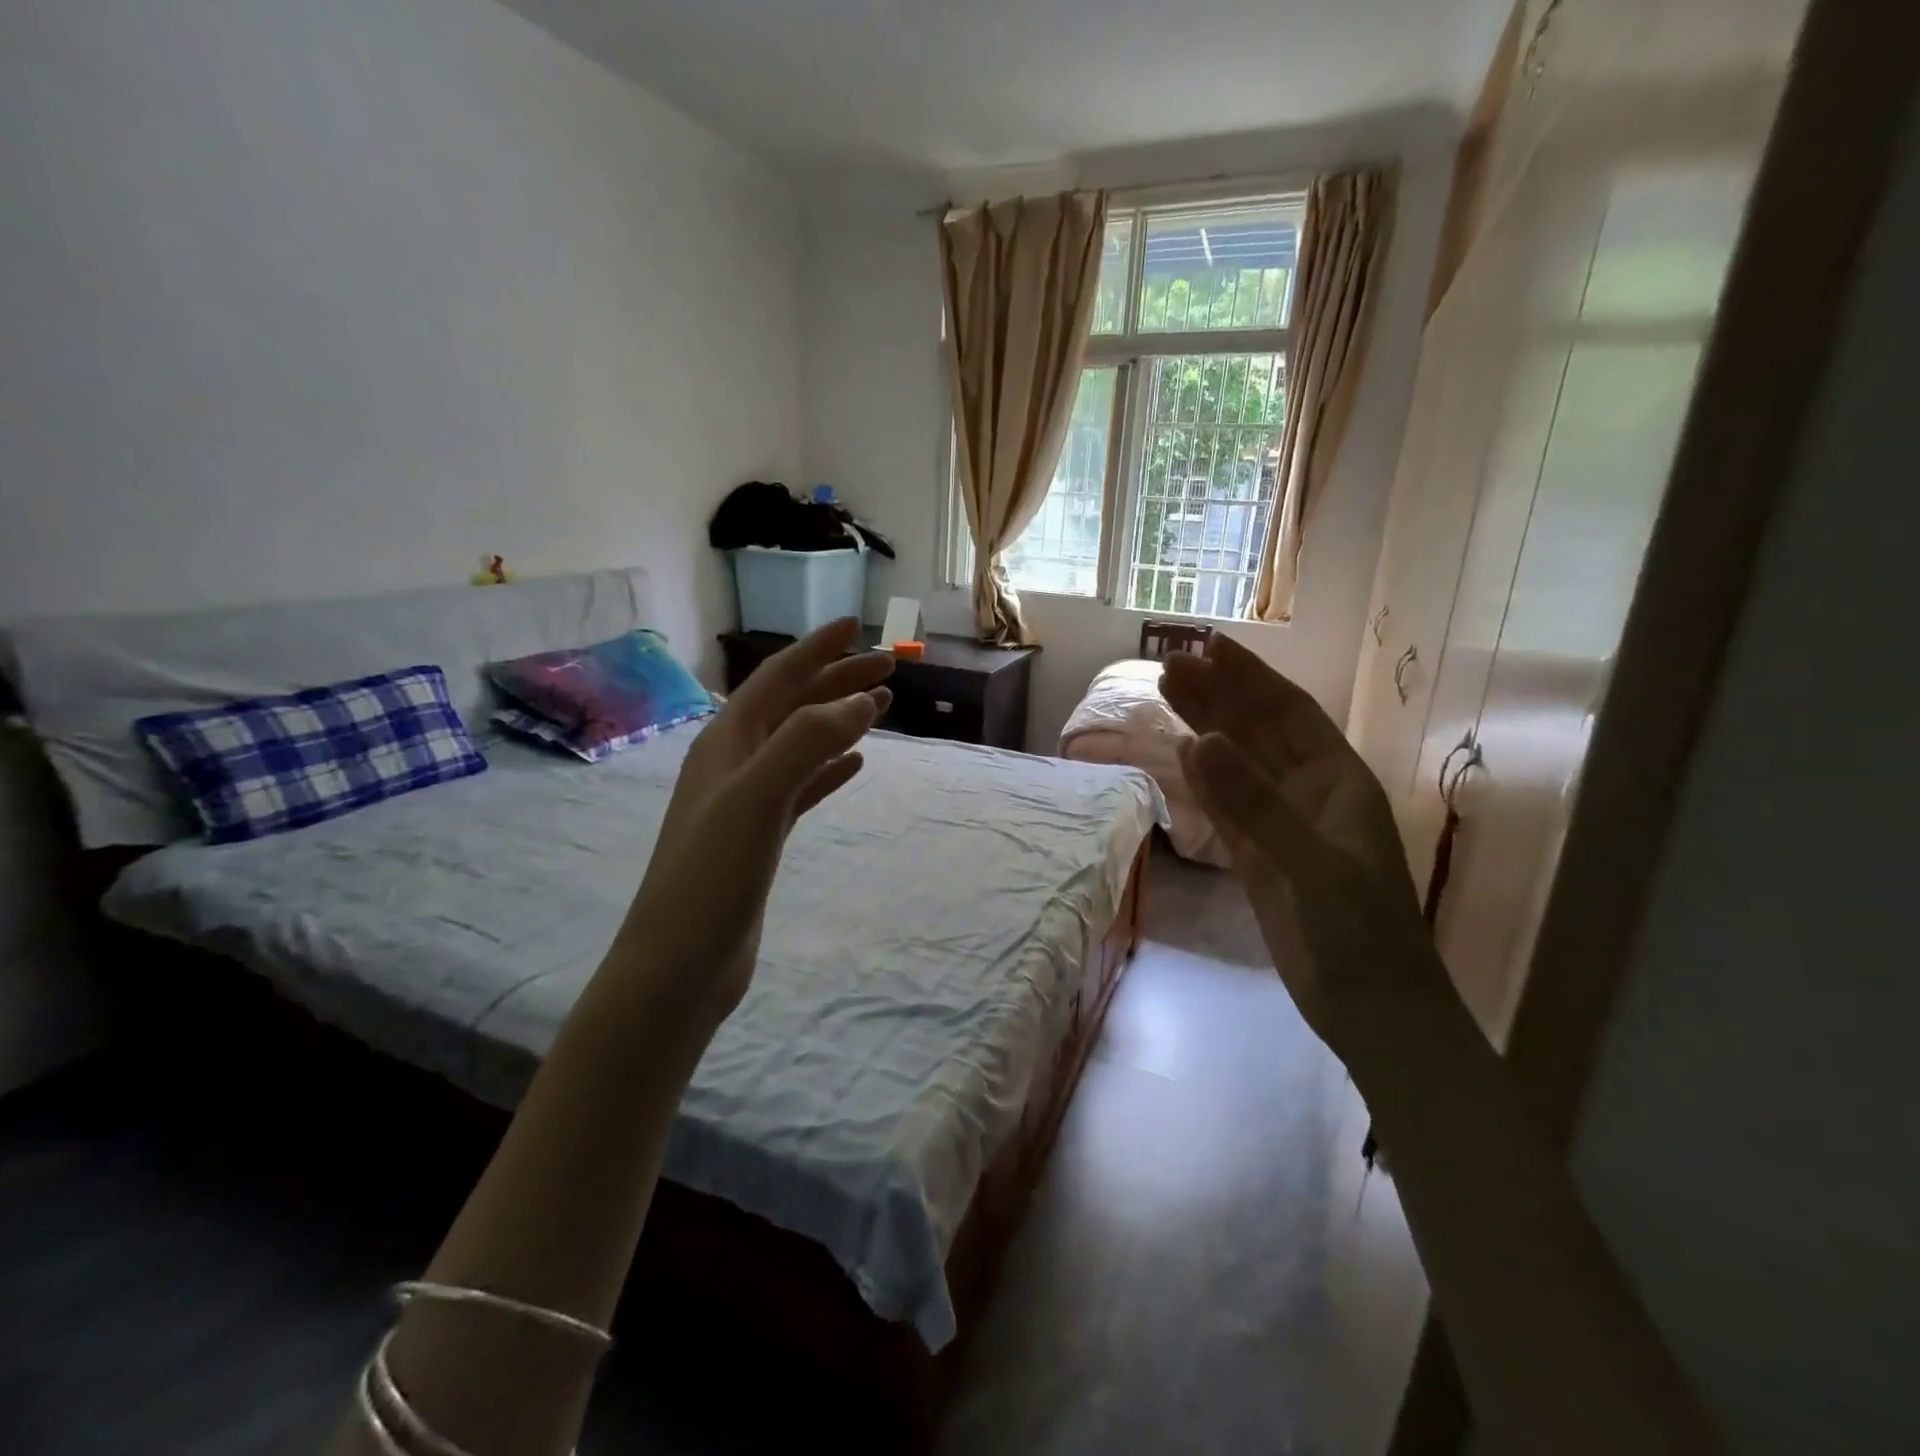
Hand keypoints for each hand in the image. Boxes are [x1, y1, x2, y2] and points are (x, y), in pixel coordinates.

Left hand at [610, 618, 892, 1035]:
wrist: (679, 964)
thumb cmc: (711, 876)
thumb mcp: (757, 798)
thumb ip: (806, 742)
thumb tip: (858, 699)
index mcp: (725, 743)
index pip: (776, 679)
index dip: (816, 650)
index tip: (857, 627)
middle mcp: (733, 763)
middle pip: (792, 706)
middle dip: (837, 681)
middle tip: (889, 669)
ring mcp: (746, 801)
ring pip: (800, 744)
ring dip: (838, 720)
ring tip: (881, 707)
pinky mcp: (760, 836)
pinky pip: (802, 786)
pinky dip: (830, 769)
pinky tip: (856, 765)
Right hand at [1161, 638, 1443, 1057]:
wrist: (1370, 1008)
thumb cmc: (1360, 932)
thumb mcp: (1314, 863)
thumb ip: (1255, 802)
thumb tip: (1198, 740)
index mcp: (1338, 781)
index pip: (1289, 713)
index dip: (1252, 677)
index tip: (1211, 646)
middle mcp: (1309, 793)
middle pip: (1257, 731)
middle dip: (1218, 696)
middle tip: (1169, 667)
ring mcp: (1281, 825)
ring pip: (1238, 764)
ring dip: (1206, 728)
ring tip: (1167, 696)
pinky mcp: (1259, 857)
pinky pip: (1226, 807)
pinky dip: (1203, 780)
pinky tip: (1181, 756)